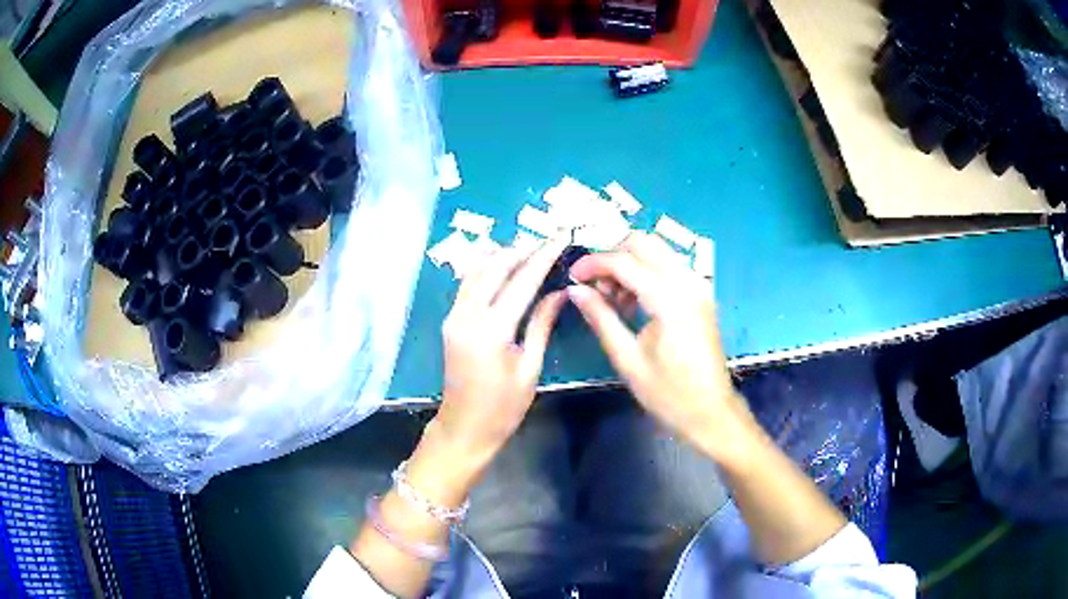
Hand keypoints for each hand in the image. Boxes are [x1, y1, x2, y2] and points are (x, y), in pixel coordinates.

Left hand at [432, 237, 569, 463]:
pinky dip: (486, 270)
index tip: (560, 238)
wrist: (464, 428)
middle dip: (521, 250)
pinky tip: (503, 268)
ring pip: (476, 271)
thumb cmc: (503, 407)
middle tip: (546, 242)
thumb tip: (559, 292)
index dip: (542, 257)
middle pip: (494, 267)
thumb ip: (542, 324)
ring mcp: (454, 316)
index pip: (521, 281)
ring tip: (529, 251)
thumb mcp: (530, 367)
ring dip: (501, 257)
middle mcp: (467, 316)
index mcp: (491, 330)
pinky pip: (468, 284)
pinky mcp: (450, 321)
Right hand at [567, 233, 756, 463]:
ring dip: (629, 263)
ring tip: (612, 299)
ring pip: (657, 251)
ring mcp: (698, 285)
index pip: (624, 261)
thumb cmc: (668, 394)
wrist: (710, 411)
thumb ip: (601, 318)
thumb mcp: (628, 359)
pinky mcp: (701, 293)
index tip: (572, 277)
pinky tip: (634, 302)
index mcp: (670, 300)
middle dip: (612, 256)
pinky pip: (669, 266)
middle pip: (644, 242)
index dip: (593, 263)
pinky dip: (646, 272)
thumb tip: (574, 290)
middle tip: (594, 286)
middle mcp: (688, 282)